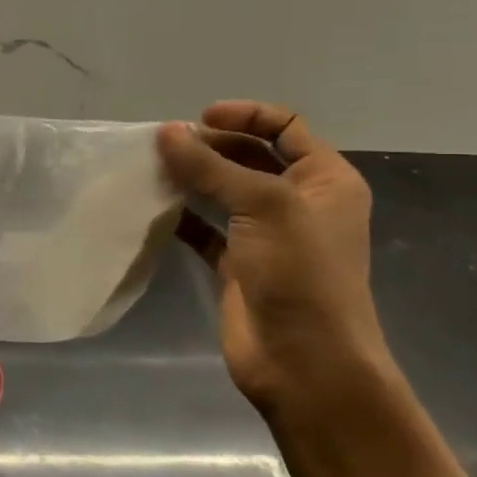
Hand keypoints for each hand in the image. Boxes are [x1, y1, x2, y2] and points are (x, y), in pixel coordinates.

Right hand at [157, 101, 393, 417]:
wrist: (304, 362)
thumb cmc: (300, 274)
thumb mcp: (263, 206)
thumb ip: (211, 167)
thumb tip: (166, 132)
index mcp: (325, 180)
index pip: (287, 127)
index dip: (245, 115)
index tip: (199, 119)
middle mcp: (298, 202)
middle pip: (250, 156)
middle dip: (210, 145)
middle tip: (165, 146)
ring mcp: (266, 235)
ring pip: (223, 191)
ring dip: (191, 178)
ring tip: (151, 169)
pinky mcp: (236, 264)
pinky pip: (204, 229)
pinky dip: (181, 216)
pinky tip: (153, 208)